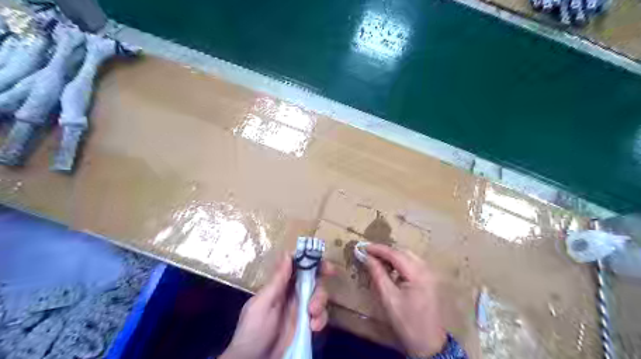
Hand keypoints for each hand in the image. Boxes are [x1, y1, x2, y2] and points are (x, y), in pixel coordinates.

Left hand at [219, 254, 333, 358]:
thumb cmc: (253, 330)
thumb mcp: (263, 304)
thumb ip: (277, 281)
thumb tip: (288, 254)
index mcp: (279, 285)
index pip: (296, 265)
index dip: (308, 258)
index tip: (319, 255)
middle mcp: (292, 294)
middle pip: (312, 277)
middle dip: (321, 274)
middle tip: (330, 272)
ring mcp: (301, 309)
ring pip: (319, 295)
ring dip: (320, 301)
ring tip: (312, 314)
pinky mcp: (307, 325)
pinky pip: (321, 316)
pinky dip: (321, 319)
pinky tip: (313, 327)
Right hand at [363, 243, 446, 357]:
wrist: (429, 344)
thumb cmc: (406, 322)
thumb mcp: (389, 298)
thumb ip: (378, 274)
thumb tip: (366, 257)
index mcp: (418, 273)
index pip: (395, 254)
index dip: (377, 249)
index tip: (362, 246)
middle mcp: (426, 269)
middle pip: (403, 252)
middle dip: (385, 251)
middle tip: (368, 254)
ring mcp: (430, 274)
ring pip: (408, 257)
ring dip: (392, 257)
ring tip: (376, 261)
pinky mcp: (429, 280)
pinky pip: (413, 264)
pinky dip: (400, 263)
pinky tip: (390, 269)